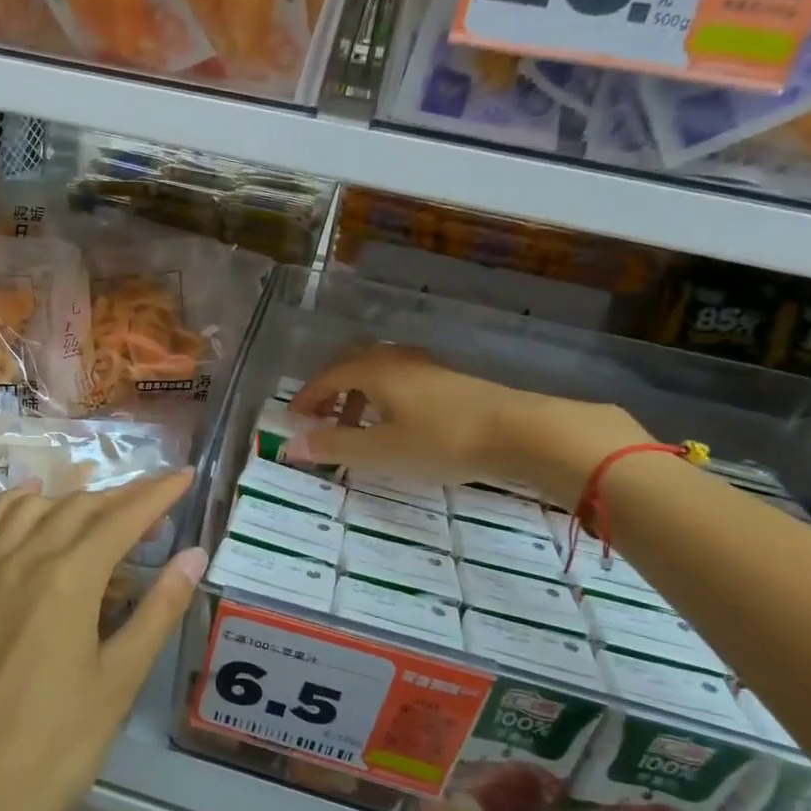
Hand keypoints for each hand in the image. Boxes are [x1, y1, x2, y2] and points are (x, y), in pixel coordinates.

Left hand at [0, 472, 206, 810]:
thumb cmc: (52, 750)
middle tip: (153, 509)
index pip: (121, 518)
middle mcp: (19, 559)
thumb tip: (193, 556)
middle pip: (77, 508)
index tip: (184, 476)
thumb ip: (157, 611)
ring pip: (28, 509)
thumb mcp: (118, 683)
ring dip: (69, 500)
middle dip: (120, 499)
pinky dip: (13, 510)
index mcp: (67, 579)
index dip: (157, 494)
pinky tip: (27, 516)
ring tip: (96, 510)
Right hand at [284, 344, 648, 508]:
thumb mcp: (380, 450)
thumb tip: (290, 445)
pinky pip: (401, 381)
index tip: (293, 418)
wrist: (519, 432)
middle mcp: (397, 360)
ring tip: (356, 427)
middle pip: (352, 363)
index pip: (329, 376)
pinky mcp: (449, 381)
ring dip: (358, 395)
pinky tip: (395, 425)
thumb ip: (334, 446)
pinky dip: (383, 399)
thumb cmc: (441, 440)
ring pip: (379, 372)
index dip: (308, 396)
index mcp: (375, 371)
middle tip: (320, 416)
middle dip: (331, 389)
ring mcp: (426, 368)